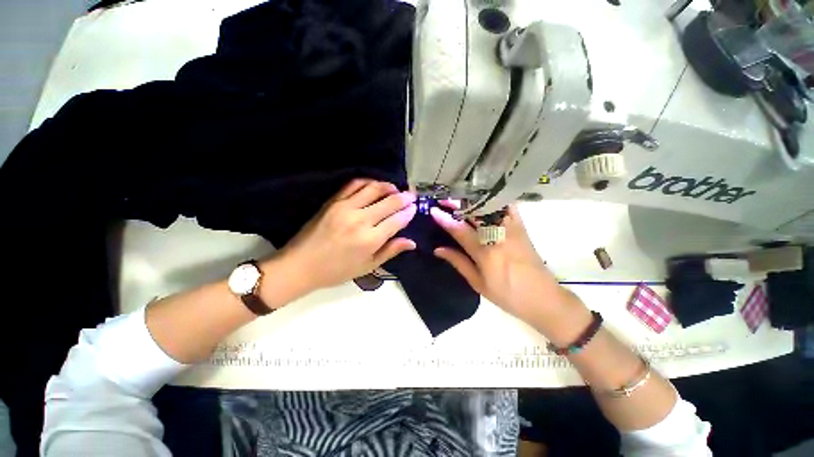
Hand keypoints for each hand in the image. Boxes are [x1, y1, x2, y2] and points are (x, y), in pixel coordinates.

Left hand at [276, 179, 416, 292]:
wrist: (301, 265)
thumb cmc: (337, 271)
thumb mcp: (367, 267)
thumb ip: (390, 251)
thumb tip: (412, 242)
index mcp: (370, 239)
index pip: (397, 220)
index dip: (409, 212)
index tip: (415, 208)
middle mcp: (361, 220)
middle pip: (389, 202)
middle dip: (404, 197)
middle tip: (412, 195)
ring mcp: (346, 207)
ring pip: (374, 189)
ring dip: (389, 186)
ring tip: (397, 188)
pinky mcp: (333, 201)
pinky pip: (354, 184)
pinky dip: (368, 182)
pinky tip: (375, 185)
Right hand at [430, 204, 587, 336]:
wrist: (544, 298)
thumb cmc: (508, 295)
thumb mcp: (478, 284)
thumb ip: (458, 262)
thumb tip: (437, 249)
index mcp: (485, 253)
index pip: (460, 230)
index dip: (445, 219)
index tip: (433, 210)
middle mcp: (498, 236)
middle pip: (474, 213)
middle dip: (457, 204)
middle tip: (443, 198)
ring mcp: (512, 229)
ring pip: (489, 207)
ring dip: (472, 200)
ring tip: (459, 197)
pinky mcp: (522, 227)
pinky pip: (508, 207)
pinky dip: (495, 200)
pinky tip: (485, 197)